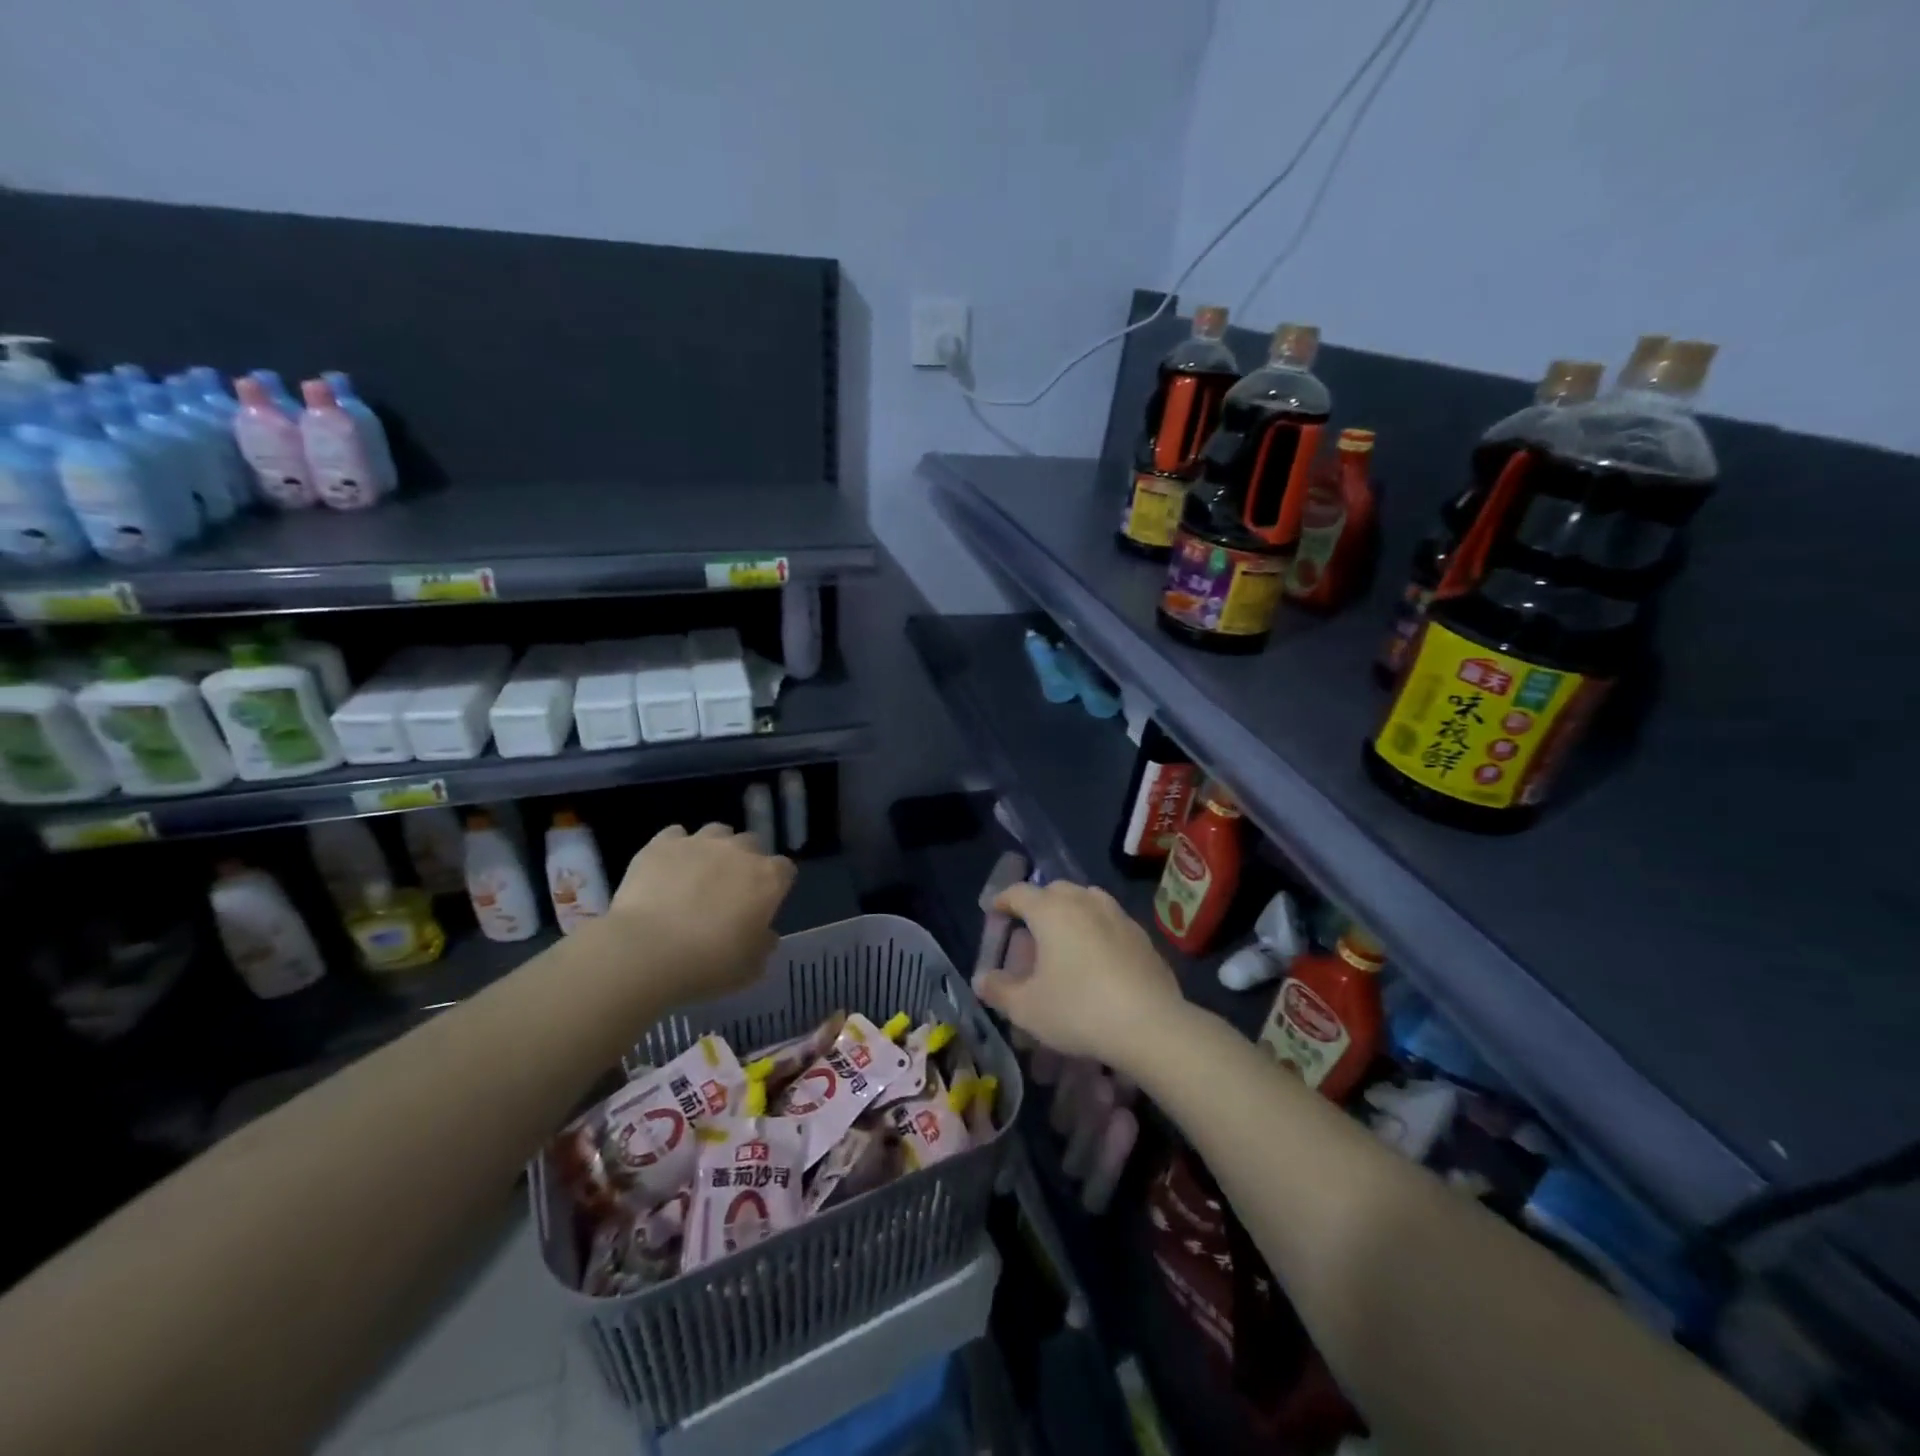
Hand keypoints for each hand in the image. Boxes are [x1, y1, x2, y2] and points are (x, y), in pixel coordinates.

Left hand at [601, 823, 794, 1004]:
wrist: (645, 950)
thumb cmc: (707, 963)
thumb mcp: (749, 969)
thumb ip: (763, 946)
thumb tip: (765, 934)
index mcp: (768, 879)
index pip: (785, 870)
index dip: (776, 885)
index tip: (764, 904)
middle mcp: (739, 851)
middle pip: (752, 845)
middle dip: (746, 861)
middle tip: (730, 889)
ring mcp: (700, 842)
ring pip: (717, 832)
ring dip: (714, 848)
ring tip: (698, 873)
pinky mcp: (662, 843)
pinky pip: (675, 835)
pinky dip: (676, 848)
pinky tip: (667, 869)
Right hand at [974, 881, 1187, 1069]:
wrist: (1150, 1025)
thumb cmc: (1078, 1010)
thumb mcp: (1026, 1008)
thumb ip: (999, 990)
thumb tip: (982, 979)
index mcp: (1051, 910)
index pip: (1018, 892)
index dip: (1002, 900)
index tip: (993, 912)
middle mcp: (1084, 901)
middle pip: (1054, 891)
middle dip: (1037, 905)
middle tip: (1028, 932)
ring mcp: (1118, 915)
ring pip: (1087, 900)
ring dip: (1070, 913)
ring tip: (1063, 941)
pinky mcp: (1142, 936)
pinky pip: (1110, 922)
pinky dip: (1096, 931)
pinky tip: (1097, 960)